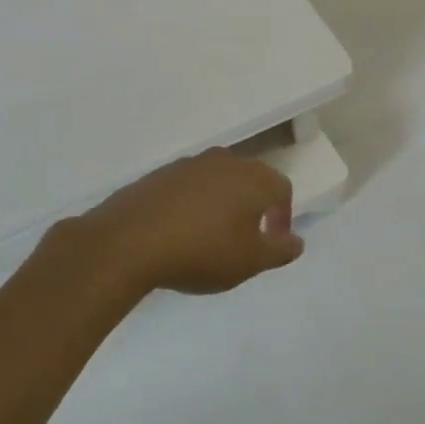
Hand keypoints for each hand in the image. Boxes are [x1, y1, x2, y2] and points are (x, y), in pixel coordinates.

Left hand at [76, 148, 303, 295]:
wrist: (127, 242)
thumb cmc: (201, 252)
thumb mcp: (250, 261)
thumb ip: (280, 250)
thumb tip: (296, 241)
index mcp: (252, 178)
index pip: (282, 189)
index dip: (283, 216)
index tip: (273, 243)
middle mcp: (223, 161)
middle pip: (249, 180)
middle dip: (253, 206)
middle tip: (246, 238)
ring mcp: (187, 165)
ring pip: (217, 181)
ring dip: (221, 204)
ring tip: (211, 236)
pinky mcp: (157, 175)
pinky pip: (187, 188)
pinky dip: (192, 205)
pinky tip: (180, 232)